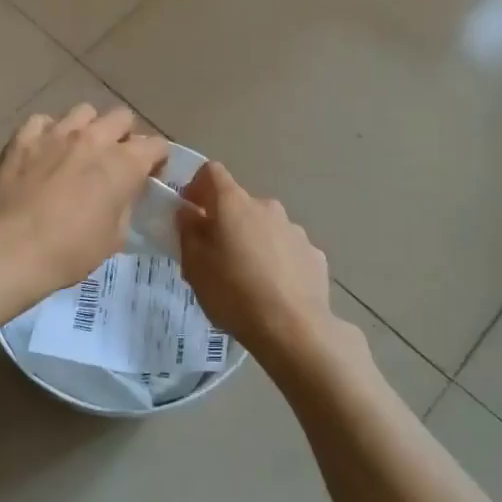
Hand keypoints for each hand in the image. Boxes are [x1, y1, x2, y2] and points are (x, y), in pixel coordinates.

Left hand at [0, 105, 169, 301]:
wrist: (11, 250)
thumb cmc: (70, 251)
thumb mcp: (114, 237)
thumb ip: (126, 205)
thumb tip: (124, 193)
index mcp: (124, 164)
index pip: (156, 145)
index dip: (157, 160)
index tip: (149, 176)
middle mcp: (94, 138)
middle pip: (122, 117)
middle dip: (124, 136)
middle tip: (115, 161)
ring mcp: (56, 133)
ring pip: (84, 111)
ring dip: (89, 128)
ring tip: (79, 151)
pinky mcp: (23, 138)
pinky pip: (43, 121)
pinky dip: (49, 133)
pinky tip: (45, 152)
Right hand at [177, 162, 342, 364]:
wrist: (293, 328)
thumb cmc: (233, 293)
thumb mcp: (194, 266)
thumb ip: (188, 232)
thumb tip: (188, 212)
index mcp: (234, 204)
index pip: (211, 172)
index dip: (197, 186)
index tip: (190, 212)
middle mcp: (267, 207)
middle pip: (239, 204)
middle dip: (225, 223)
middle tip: (214, 257)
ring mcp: (295, 230)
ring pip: (265, 227)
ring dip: (252, 242)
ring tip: (246, 280)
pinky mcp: (314, 254)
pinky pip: (286, 250)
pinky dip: (276, 261)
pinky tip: (273, 291)